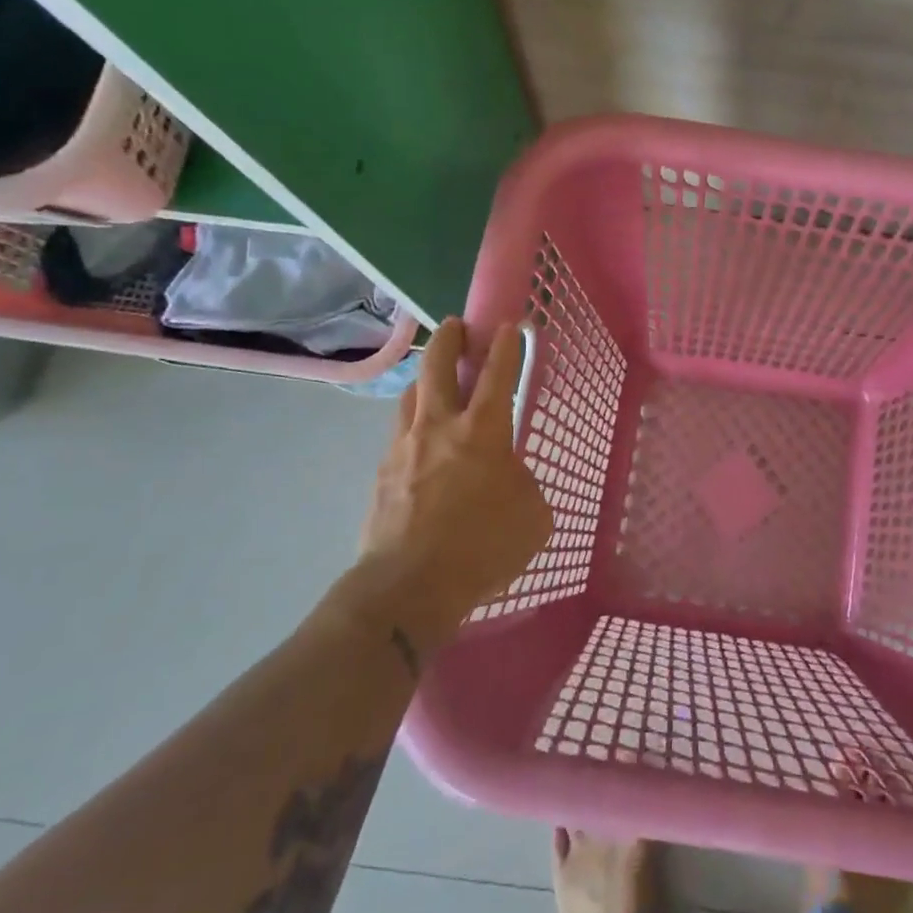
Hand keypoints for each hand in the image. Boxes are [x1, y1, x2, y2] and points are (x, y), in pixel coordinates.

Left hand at [329, 318, 552, 642]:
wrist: (407, 587)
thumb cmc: (482, 548)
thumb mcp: (532, 517)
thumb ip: (524, 485)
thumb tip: (508, 477)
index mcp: (483, 432)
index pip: (498, 374)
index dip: (506, 345)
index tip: (508, 324)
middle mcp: (439, 427)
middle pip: (438, 365)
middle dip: (450, 338)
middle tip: (457, 327)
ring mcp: (404, 447)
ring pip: (411, 395)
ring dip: (426, 380)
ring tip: (436, 384)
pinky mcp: (381, 473)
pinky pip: (399, 434)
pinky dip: (414, 425)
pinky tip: (422, 444)